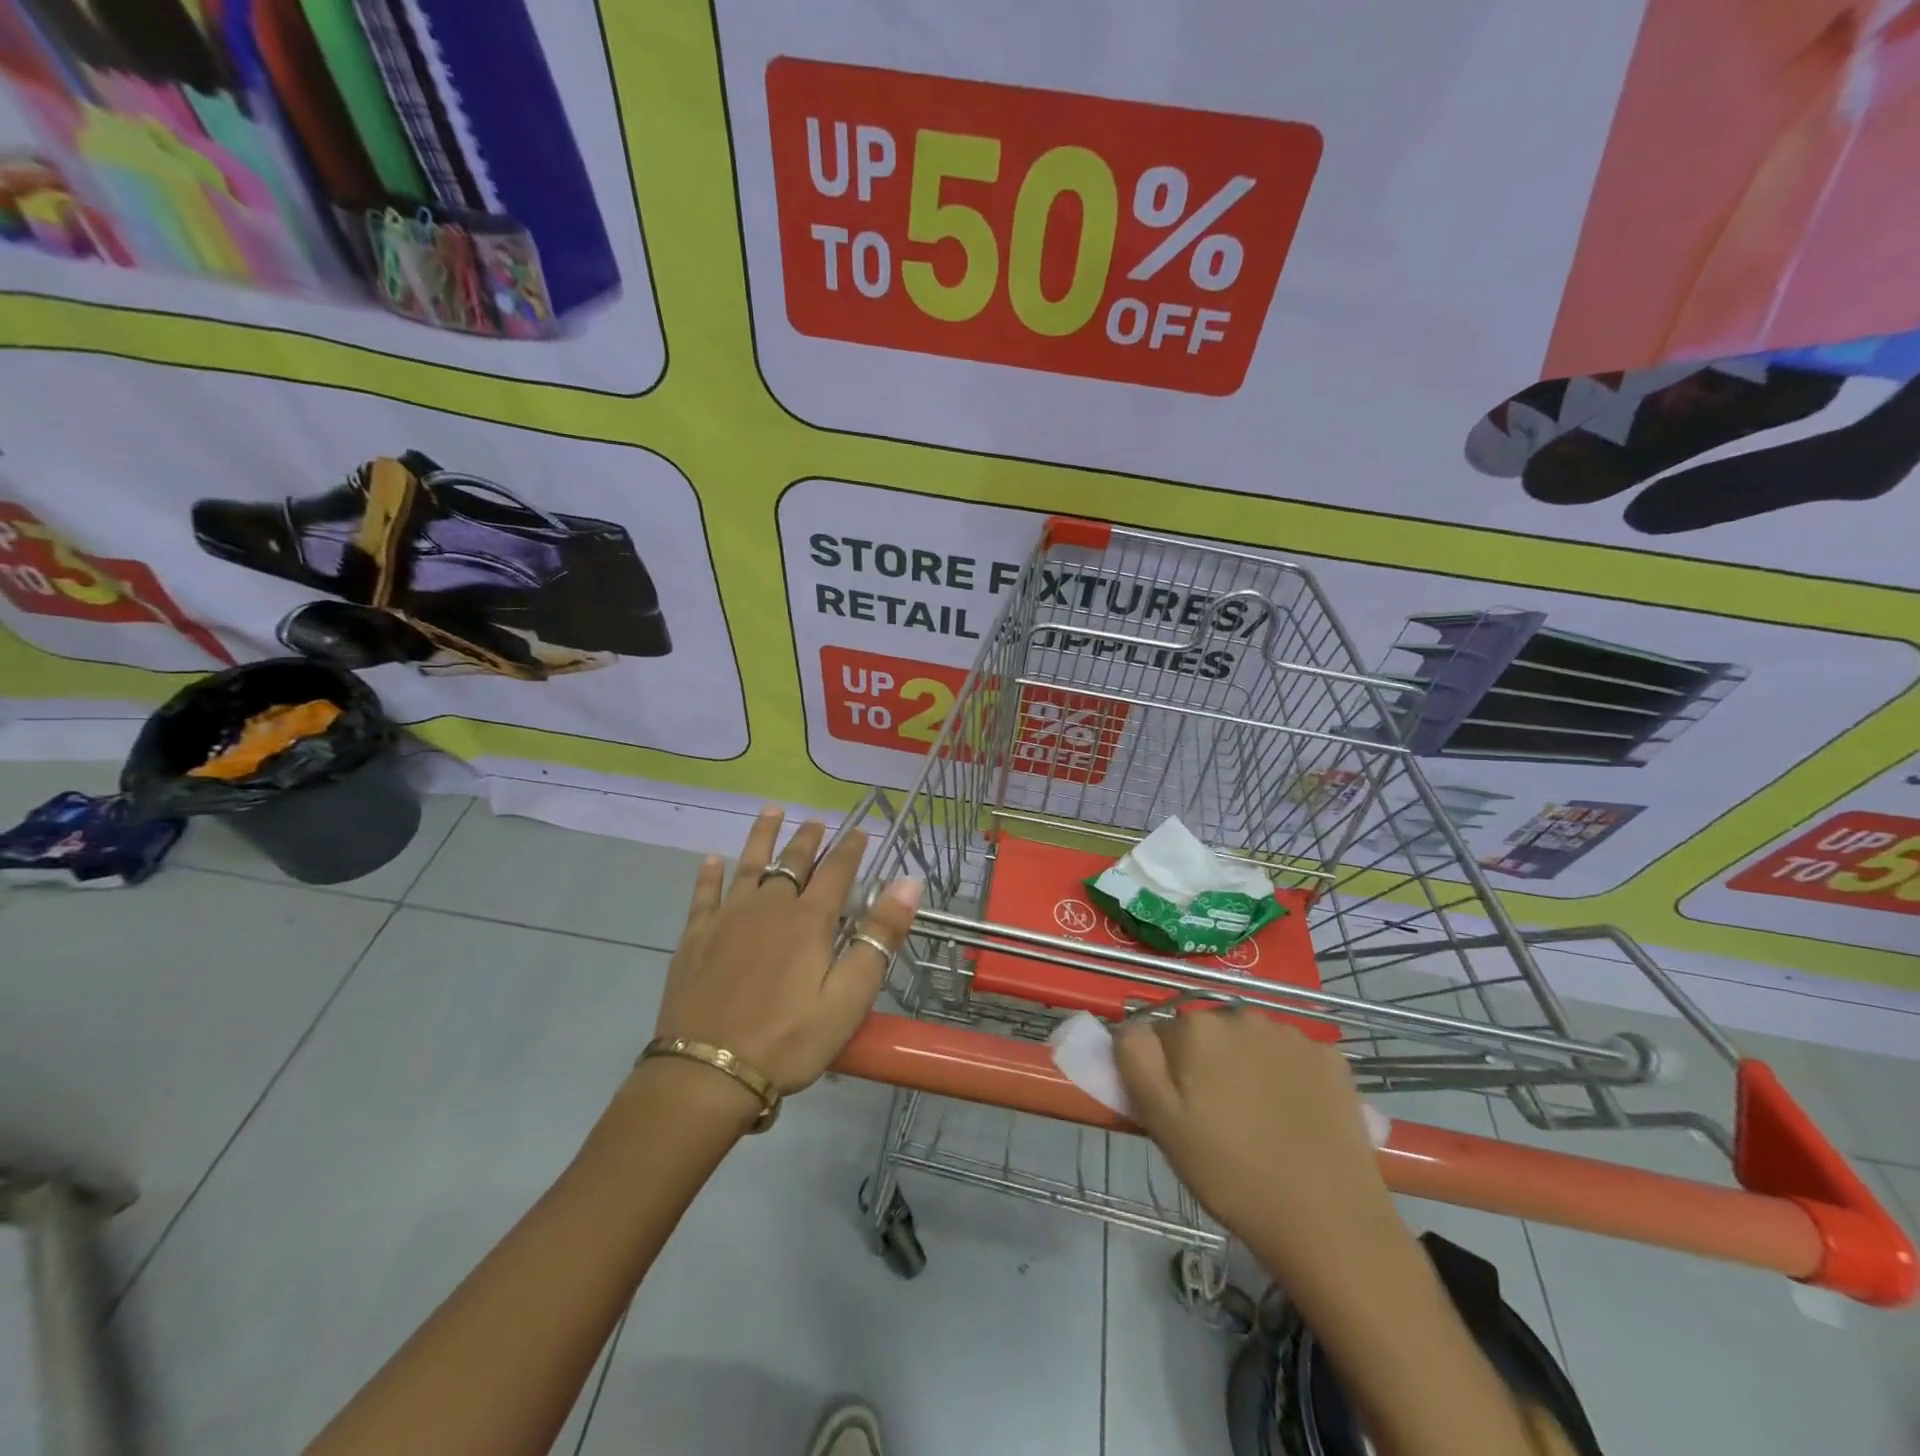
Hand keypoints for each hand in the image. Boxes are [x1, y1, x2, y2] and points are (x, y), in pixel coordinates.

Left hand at [652, 808, 922, 1101]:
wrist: (708, 1073)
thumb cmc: (790, 1039)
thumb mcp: (850, 996)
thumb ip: (879, 936)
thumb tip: (908, 882)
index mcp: (809, 920)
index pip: (836, 871)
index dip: (850, 849)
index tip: (860, 830)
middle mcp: (769, 907)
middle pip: (792, 862)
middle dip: (808, 838)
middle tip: (816, 819)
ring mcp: (727, 919)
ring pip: (748, 865)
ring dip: (762, 836)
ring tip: (771, 810)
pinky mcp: (695, 939)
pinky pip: (704, 895)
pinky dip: (709, 874)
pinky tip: (711, 859)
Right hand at [1114, 1010, 1391, 1267]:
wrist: (1327, 1221)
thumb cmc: (1230, 1174)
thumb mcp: (1161, 1122)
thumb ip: (1135, 1059)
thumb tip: (1132, 1025)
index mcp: (1196, 1029)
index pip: (1164, 1036)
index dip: (1168, 1072)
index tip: (1182, 1110)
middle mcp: (1242, 1016)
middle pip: (1210, 1034)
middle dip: (1209, 1064)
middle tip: (1219, 1119)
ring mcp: (1291, 1035)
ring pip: (1252, 1043)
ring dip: (1248, 1067)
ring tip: (1260, 1121)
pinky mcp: (1331, 1058)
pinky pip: (1294, 1058)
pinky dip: (1290, 1078)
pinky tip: (1297, 1116)